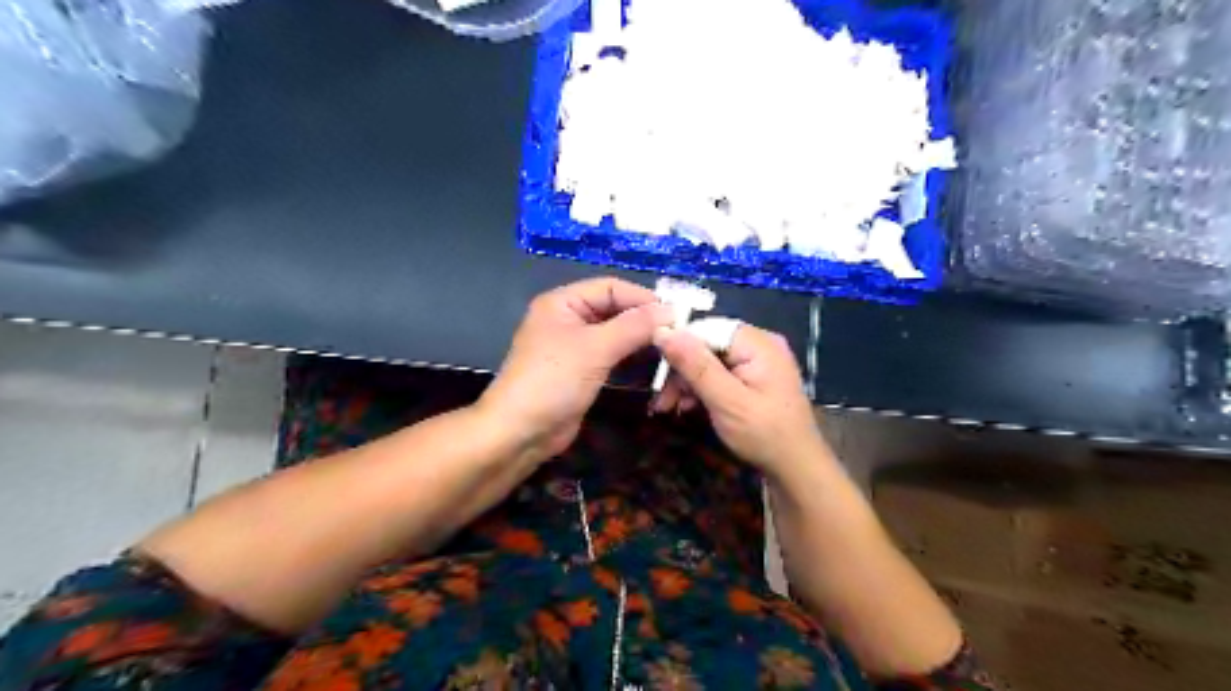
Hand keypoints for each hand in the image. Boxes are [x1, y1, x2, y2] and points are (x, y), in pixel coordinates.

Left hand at [477, 274, 672, 464]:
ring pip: (616, 335)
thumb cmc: (553, 381)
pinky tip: (654, 368)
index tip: (676, 315)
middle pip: (615, 310)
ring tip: (671, 352)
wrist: (520, 433)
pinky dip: (632, 361)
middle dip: (644, 322)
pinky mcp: (582, 372)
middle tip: (678, 335)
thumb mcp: (595, 348)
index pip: (611, 288)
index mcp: (563, 302)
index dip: (643, 298)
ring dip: (640, 342)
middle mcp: (569, 319)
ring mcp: (576, 347)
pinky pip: (612, 358)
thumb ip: (634, 326)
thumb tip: (672, 311)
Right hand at [654, 323, 824, 474]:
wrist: (796, 469)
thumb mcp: (726, 401)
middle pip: (706, 344)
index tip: (657, 374)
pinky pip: (719, 372)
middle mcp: (758, 344)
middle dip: (681, 370)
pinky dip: (701, 388)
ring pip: (709, 360)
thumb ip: (695, 365)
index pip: (706, 328)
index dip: (678, 346)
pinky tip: (687, 406)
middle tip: (662, 401)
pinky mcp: (753, 377)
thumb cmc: (764, 435)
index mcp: (757, 343)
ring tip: (669, 407)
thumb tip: (662, 331)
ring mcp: (757, 361)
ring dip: (687, 382)